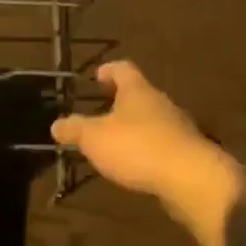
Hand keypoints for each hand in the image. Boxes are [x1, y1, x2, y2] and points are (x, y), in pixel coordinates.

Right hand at [51, 61, 245, 245]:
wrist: (189, 176)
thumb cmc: (137, 147)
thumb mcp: (96, 139)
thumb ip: (76, 130)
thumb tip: (56, 124)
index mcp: (137, 90)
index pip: (123, 69)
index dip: (108, 70)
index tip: (97, 76)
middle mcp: (159, 101)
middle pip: (139, 94)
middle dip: (121, 101)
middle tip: (102, 111)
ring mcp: (176, 126)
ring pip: (151, 119)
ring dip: (135, 126)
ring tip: (116, 141)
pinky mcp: (185, 150)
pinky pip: (161, 142)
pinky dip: (147, 148)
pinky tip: (137, 164)